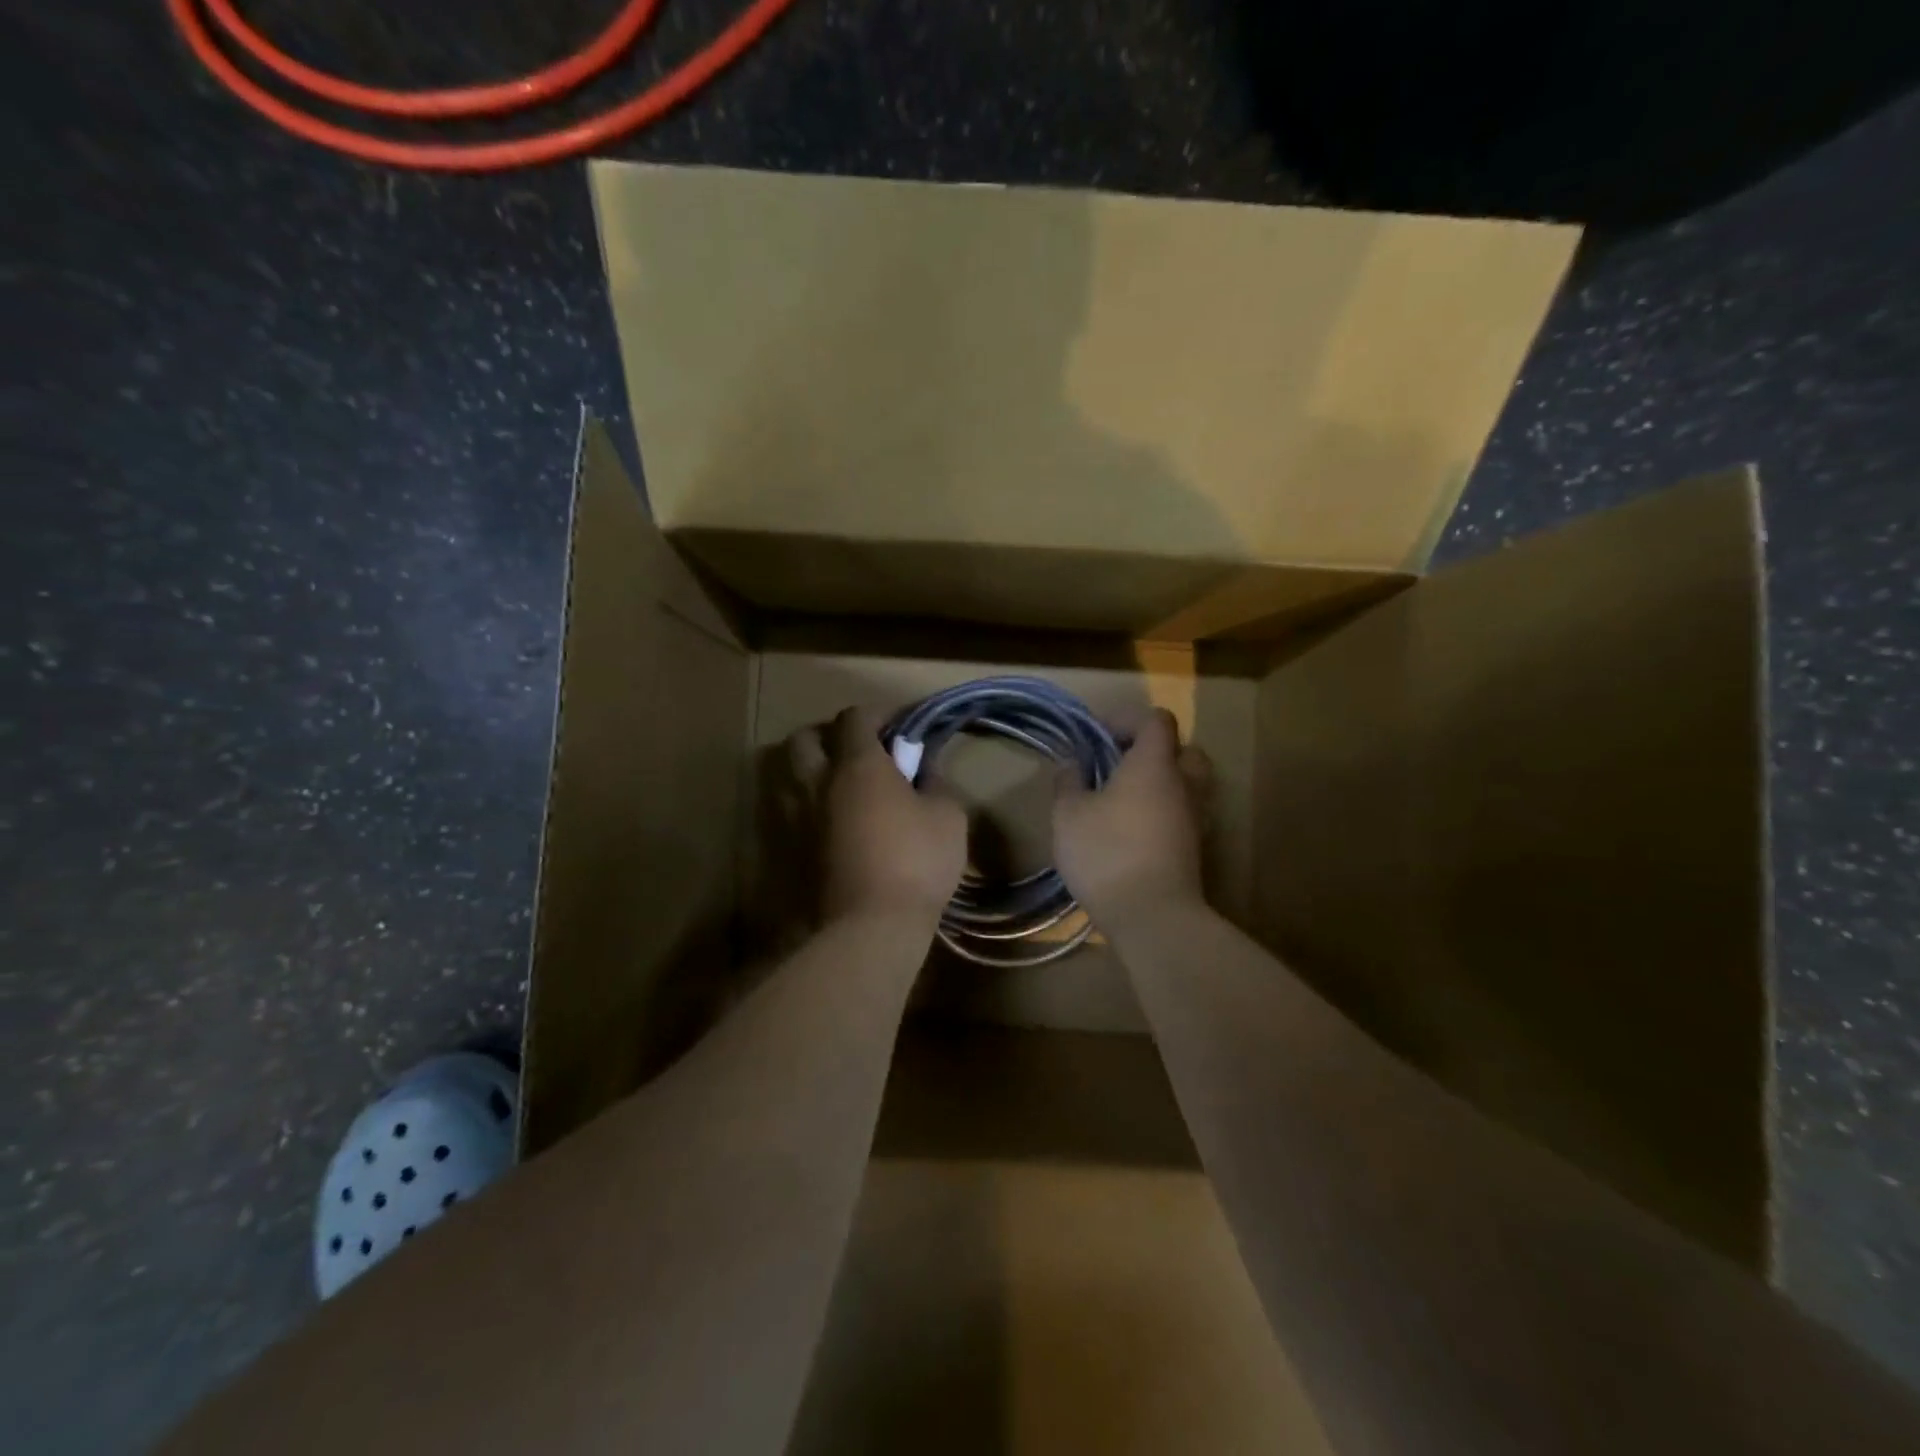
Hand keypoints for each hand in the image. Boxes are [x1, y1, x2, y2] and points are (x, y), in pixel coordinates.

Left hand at [790, 707, 967, 924]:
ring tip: (837, 788)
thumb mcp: (948, 817)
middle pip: (804, 738)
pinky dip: (804, 808)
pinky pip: (788, 814)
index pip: (854, 717)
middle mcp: (818, 782)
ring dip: (809, 771)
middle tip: (854, 752)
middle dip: (827, 736)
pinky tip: (828, 825)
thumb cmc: (916, 862)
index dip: (876, 715)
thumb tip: (926, 770)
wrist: (869, 927)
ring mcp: (796, 818)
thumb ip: (936, 784)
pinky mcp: (787, 851)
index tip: (898, 729)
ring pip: (786, 776)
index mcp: (857, 765)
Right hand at [1053, 708, 1211, 929]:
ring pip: (1188, 784)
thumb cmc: (1107, 853)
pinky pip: (1184, 813)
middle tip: (1122, 763)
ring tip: (1126, 798)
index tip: (1098, 734)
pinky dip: (1165, 811)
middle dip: (1155, 749)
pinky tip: (1135, 829)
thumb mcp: (1069, 814)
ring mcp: (1195, 818)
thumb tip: (1071, 762)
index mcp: (1154, 764)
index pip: (1156, 720)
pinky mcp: (1195, 848)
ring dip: (1163, 782)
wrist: (1152, 916)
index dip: (1128, 718)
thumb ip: (1069, 782)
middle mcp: (1184, 784)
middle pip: (1184, 749)